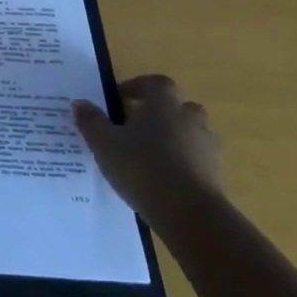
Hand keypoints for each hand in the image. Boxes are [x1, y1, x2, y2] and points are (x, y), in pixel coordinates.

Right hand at [73, 75, 221, 230]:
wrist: (190, 214)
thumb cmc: (142, 168)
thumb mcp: (104, 144)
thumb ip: (91, 121)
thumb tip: (80, 103)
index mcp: (163, 104)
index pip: (156, 83)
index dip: (139, 86)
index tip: (121, 99)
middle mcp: (189, 119)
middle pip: (178, 107)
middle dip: (160, 113)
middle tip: (137, 127)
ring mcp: (207, 146)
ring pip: (191, 133)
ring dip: (174, 138)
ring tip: (151, 155)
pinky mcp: (216, 174)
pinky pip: (197, 159)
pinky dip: (184, 163)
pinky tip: (165, 179)